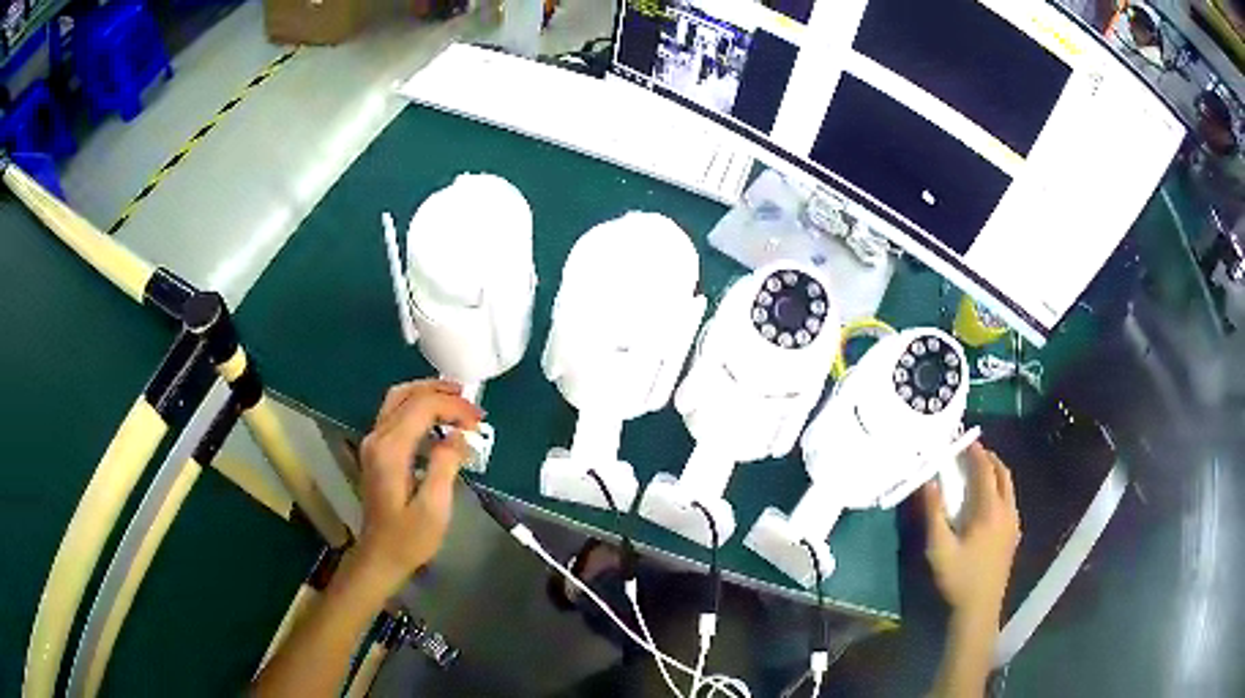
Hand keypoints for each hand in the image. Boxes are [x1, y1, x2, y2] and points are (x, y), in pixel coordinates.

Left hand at [356, 379, 482, 593]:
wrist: (381, 556)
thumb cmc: (409, 538)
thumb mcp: (434, 507)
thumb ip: (446, 464)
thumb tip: (461, 435)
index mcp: (391, 450)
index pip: (422, 407)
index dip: (453, 407)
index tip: (480, 421)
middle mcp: (377, 438)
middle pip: (406, 395)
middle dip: (441, 393)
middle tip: (472, 403)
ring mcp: (373, 443)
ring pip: (398, 399)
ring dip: (428, 395)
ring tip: (458, 402)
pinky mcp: (376, 451)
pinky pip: (396, 414)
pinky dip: (419, 407)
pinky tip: (439, 420)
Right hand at [921, 442, 1020, 624]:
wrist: (979, 609)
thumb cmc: (958, 578)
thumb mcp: (938, 548)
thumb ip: (933, 512)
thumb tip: (928, 480)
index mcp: (989, 510)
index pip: (985, 470)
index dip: (975, 452)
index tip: (964, 439)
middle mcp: (1007, 510)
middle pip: (1003, 473)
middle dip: (989, 458)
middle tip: (972, 452)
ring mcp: (1013, 523)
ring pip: (1009, 487)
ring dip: (996, 473)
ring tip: (979, 471)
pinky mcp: (1013, 535)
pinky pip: (1010, 500)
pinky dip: (1000, 489)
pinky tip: (987, 502)